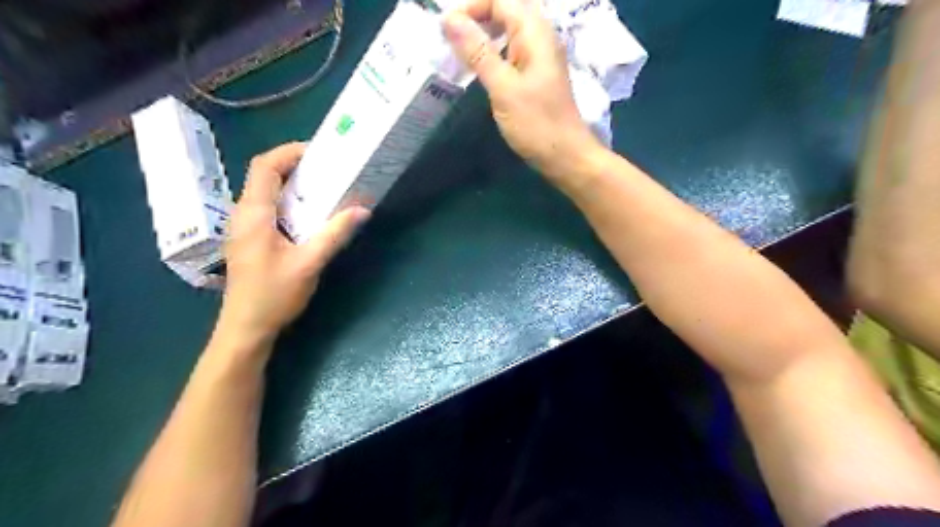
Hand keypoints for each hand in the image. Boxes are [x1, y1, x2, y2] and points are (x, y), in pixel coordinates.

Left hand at [218, 143, 369, 352]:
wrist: (246, 328)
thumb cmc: (274, 295)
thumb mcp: (309, 263)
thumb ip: (335, 234)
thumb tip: (363, 209)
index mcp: (254, 214)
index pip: (265, 166)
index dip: (290, 152)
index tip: (319, 152)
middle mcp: (244, 214)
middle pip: (265, 176)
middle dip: (296, 166)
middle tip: (329, 169)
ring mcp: (245, 227)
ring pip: (267, 192)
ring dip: (294, 185)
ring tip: (325, 187)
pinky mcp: (251, 240)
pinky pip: (269, 209)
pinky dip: (290, 202)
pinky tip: (310, 215)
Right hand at [444, 0, 602, 178]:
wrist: (565, 156)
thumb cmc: (536, 123)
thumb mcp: (503, 88)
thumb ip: (478, 52)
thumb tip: (450, 19)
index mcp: (535, 33)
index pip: (501, 0)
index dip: (472, 7)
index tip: (447, 29)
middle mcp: (542, 37)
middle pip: (508, 10)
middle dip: (479, 16)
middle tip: (452, 38)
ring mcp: (542, 57)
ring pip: (511, 30)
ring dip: (486, 34)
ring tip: (462, 50)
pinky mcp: (538, 75)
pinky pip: (514, 50)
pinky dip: (495, 52)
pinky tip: (482, 68)